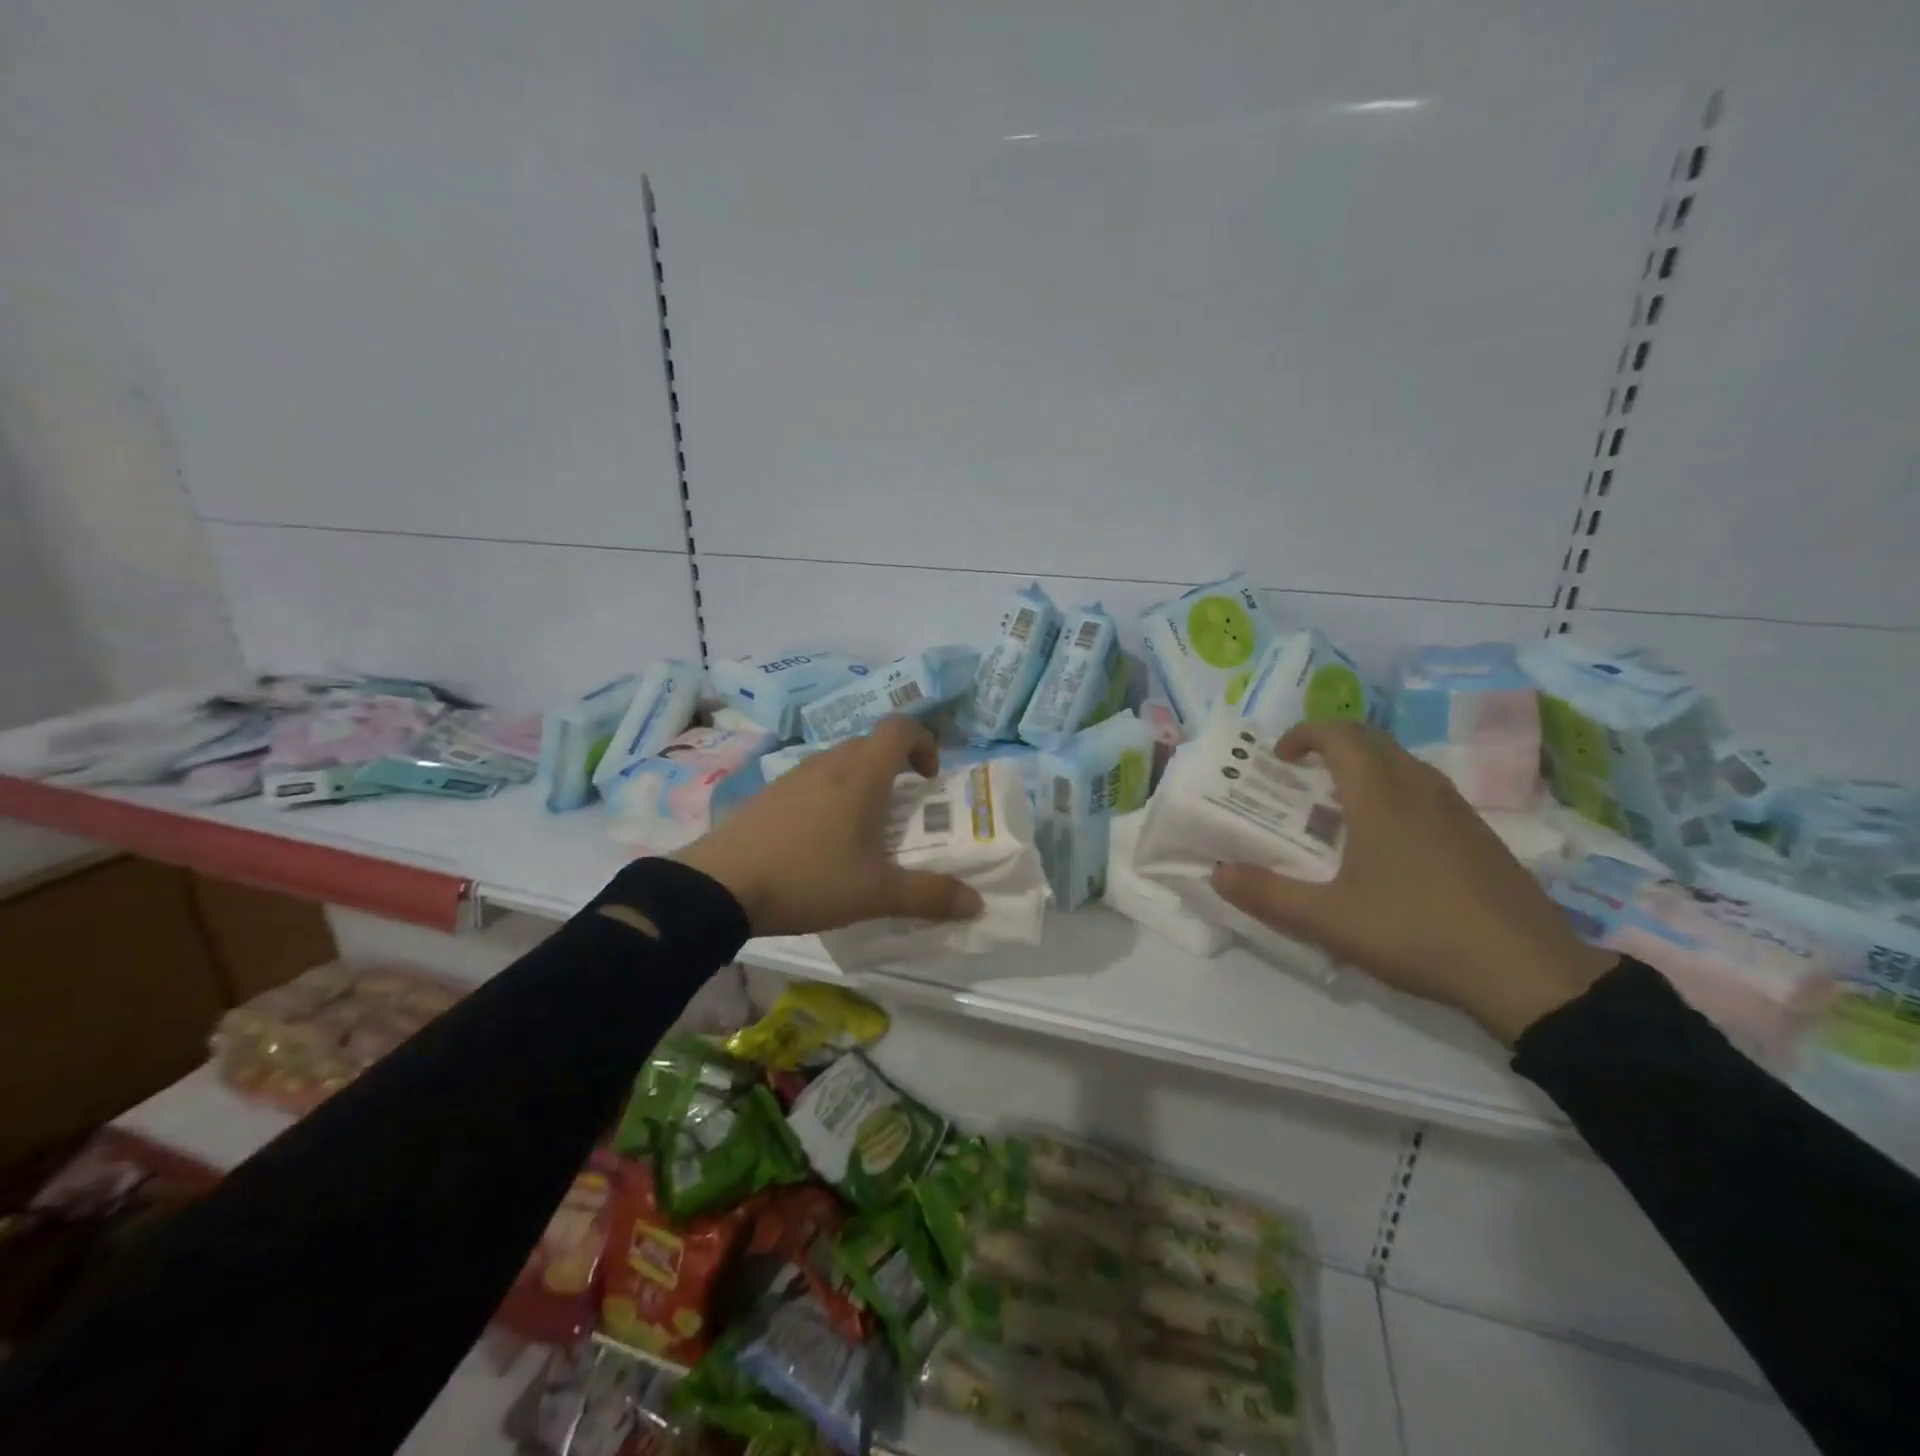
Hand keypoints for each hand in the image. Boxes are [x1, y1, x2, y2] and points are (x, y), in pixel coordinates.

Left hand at [675, 717, 984, 937]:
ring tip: (863, 825)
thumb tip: (977, 904)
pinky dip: (829, 794)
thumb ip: (929, 896)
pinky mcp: (767, 794)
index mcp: (861, 775)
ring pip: (838, 761)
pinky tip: (820, 838)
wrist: (719, 886)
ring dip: (860, 779)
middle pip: (870, 743)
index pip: (900, 728)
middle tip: (902, 806)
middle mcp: (828, 764)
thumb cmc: (809, 879)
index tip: (929, 778)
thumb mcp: (876, 894)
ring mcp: (792, 776)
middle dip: (894, 765)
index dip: (924, 742)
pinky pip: (811, 780)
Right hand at [1208, 721, 1616, 1043]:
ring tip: (1336, 808)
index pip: (1339, 735)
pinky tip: (1386, 842)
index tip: (1278, 758)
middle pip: (1371, 740)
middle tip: (1300, 778)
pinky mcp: (1479, 834)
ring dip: (1364, 769)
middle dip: (1331, 746)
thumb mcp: (1328, 920)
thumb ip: (1267, 895)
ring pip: (1402, 764)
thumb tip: (1217, 874)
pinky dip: (1393, 792)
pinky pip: (1425, 790)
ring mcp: (1457, 809)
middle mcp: (1420, 787)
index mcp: (1381, 794)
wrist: (1528, 972)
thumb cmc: (1416, 931)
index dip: (1303, 735)